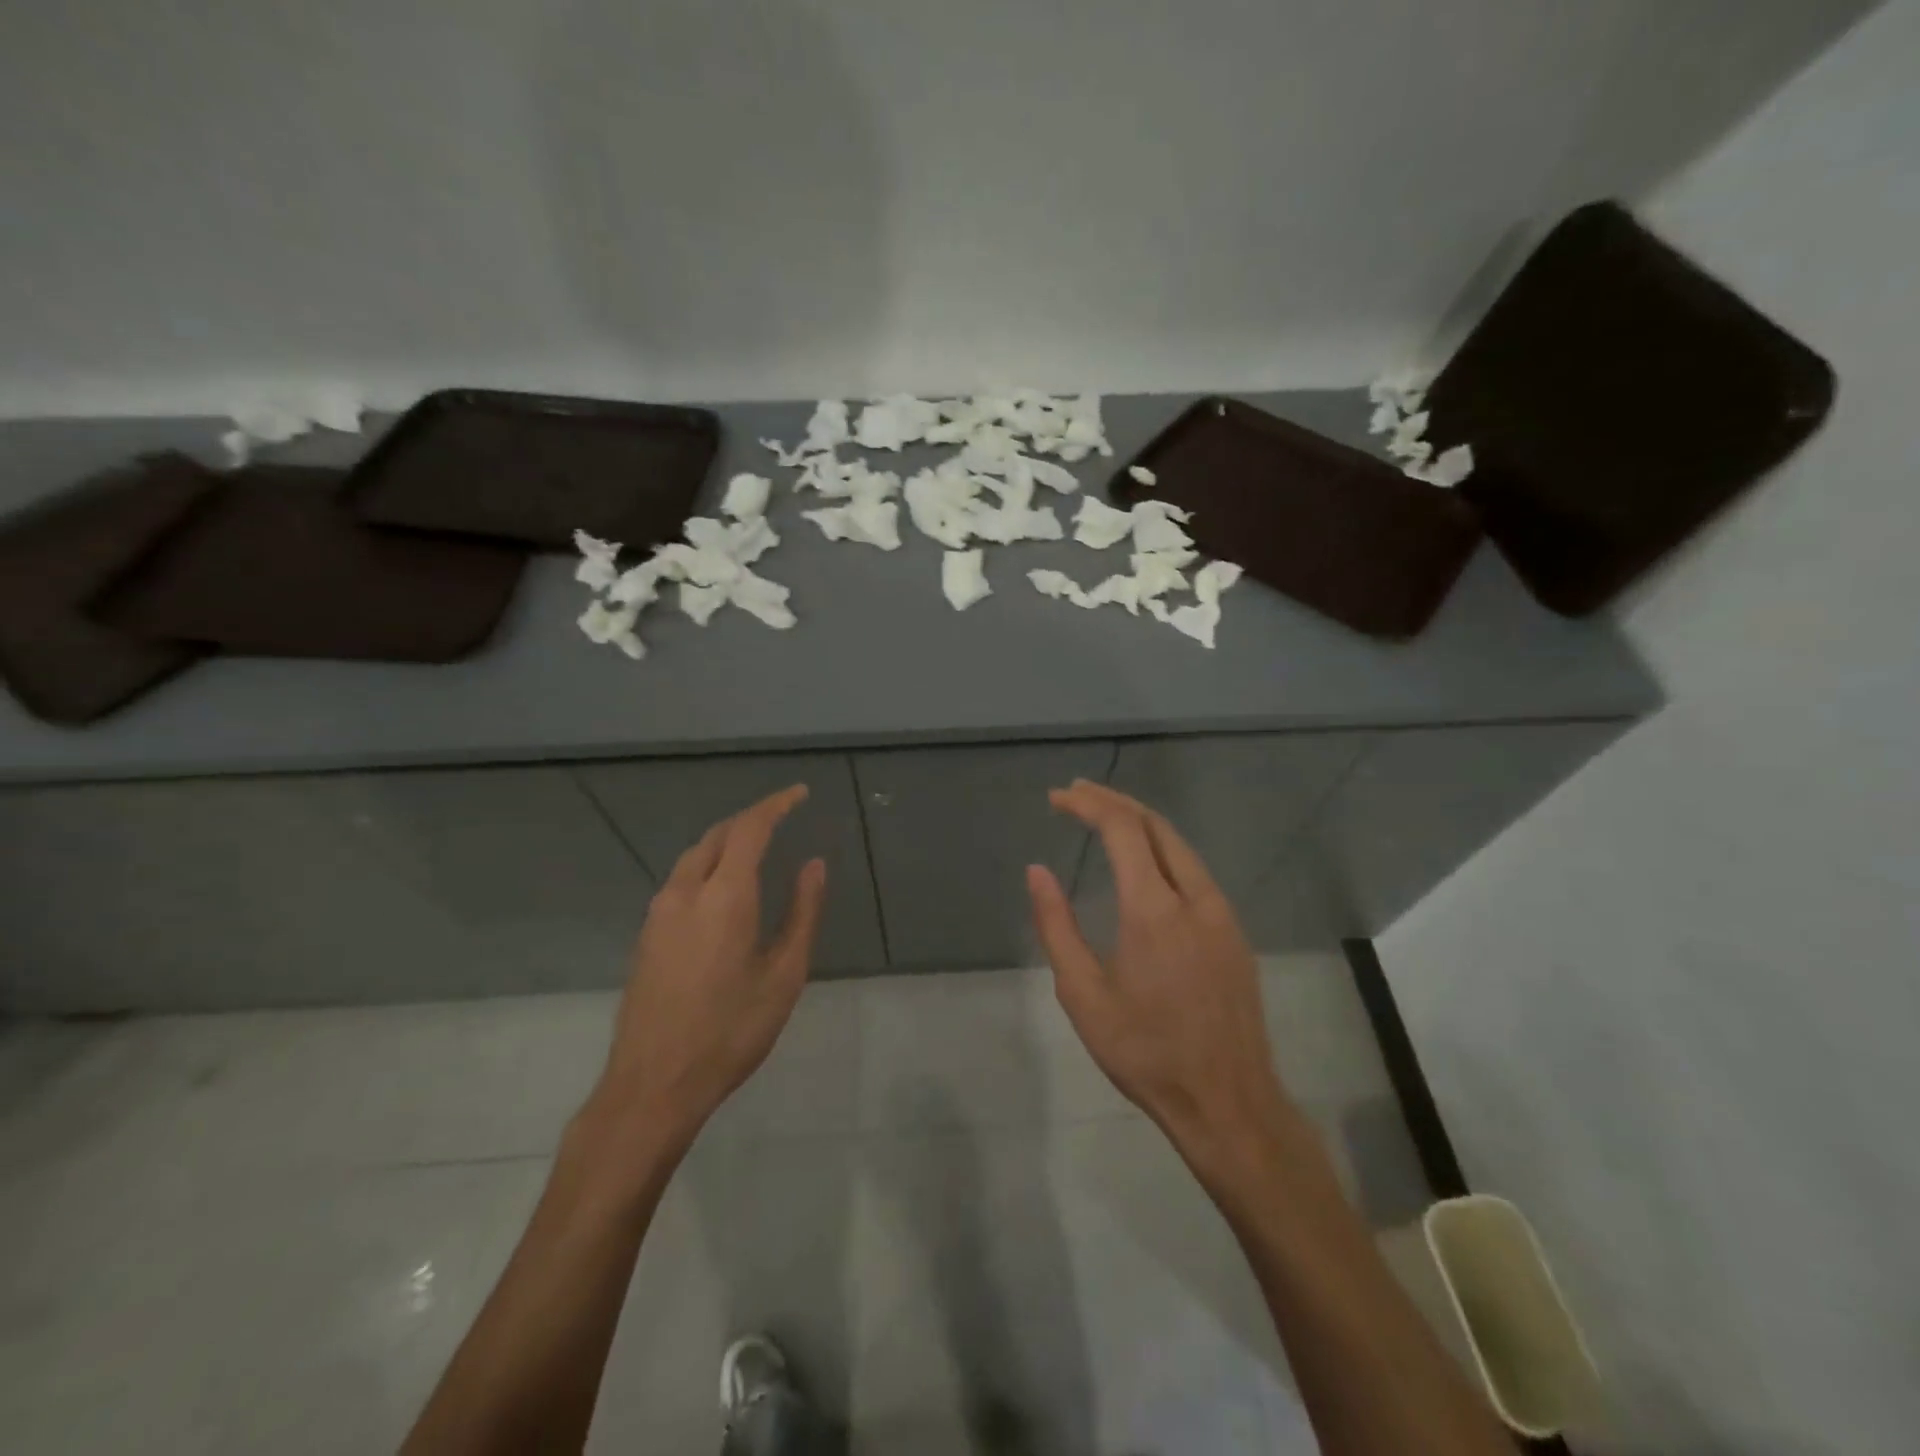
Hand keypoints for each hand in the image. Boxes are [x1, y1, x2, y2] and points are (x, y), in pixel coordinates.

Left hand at [587, 785, 825, 1152]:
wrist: (653, 1085)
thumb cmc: (731, 1031)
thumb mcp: (784, 975)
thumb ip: (802, 912)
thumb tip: (813, 864)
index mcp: (724, 896)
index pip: (749, 829)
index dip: (775, 805)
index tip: (799, 794)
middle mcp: (685, 892)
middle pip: (718, 836)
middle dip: (751, 819)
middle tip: (782, 817)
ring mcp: (658, 913)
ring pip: (695, 856)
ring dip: (727, 841)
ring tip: (757, 846)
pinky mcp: (646, 934)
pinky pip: (681, 879)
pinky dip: (709, 864)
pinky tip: (724, 887)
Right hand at [1027, 780, 1292, 1162]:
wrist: (1228, 1103)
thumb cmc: (1145, 1052)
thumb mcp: (1083, 995)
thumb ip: (1056, 926)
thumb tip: (1036, 872)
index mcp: (1154, 909)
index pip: (1122, 829)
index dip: (1088, 804)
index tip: (1057, 797)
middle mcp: (1194, 897)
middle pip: (1154, 824)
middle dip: (1113, 801)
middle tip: (1076, 794)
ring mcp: (1222, 913)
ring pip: (1180, 844)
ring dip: (1140, 822)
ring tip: (1103, 817)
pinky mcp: (1234, 932)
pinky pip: (1195, 870)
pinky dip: (1163, 848)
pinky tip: (1144, 862)